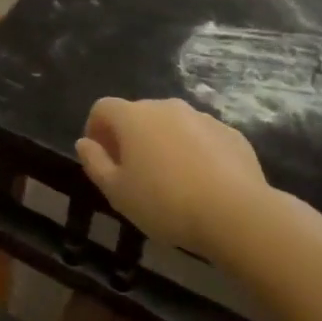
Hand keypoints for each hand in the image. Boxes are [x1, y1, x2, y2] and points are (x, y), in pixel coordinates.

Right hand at [75, 97, 278, 258]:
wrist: (236, 213)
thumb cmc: (165, 203)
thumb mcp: (117, 192)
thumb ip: (95, 163)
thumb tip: (85, 143)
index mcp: (133, 117)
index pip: (102, 108)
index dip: (95, 129)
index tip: (100, 157)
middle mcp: (166, 107)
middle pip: (138, 114)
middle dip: (130, 137)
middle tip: (132, 172)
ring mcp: (202, 117)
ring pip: (172, 124)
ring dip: (163, 143)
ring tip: (169, 179)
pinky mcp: (231, 133)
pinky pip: (201, 137)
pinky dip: (194, 151)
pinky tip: (201, 182)